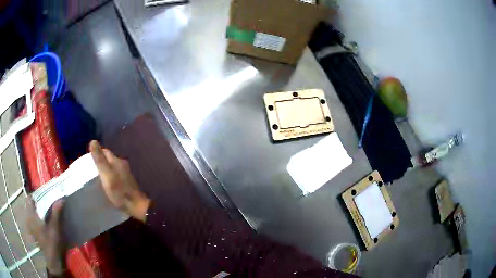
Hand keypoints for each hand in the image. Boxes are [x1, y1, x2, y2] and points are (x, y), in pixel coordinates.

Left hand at [26, 198, 66, 275]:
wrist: (54, 261)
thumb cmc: (53, 244)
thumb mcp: (56, 228)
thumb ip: (56, 213)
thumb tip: (61, 198)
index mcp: (31, 216)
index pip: (30, 198)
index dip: (36, 195)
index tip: (45, 195)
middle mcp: (29, 219)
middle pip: (31, 205)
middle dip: (38, 202)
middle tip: (47, 202)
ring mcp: (30, 226)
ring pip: (32, 212)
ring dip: (38, 209)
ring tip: (47, 211)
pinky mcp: (33, 232)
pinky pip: (33, 219)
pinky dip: (38, 217)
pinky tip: (44, 221)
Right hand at [90, 140, 150, 221]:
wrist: (135, 205)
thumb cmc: (119, 190)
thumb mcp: (106, 173)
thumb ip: (99, 159)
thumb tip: (93, 141)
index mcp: (117, 160)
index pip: (105, 151)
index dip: (96, 153)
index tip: (88, 159)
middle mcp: (122, 164)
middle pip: (109, 159)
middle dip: (100, 161)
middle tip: (91, 168)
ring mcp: (125, 174)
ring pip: (112, 167)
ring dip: (105, 169)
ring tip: (96, 175)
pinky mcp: (127, 182)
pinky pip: (115, 175)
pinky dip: (109, 176)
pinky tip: (106, 183)